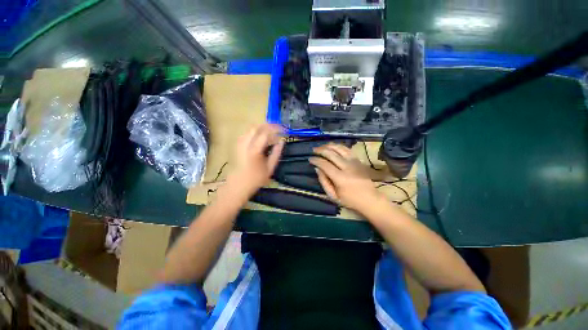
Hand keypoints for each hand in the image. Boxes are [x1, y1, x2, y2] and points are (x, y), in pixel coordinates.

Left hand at [227, 124, 284, 196]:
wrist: (238, 184)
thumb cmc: (256, 179)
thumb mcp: (270, 168)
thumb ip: (276, 153)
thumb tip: (282, 142)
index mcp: (255, 149)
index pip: (266, 133)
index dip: (276, 129)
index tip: (283, 131)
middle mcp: (245, 143)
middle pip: (257, 127)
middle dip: (269, 126)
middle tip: (278, 130)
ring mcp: (240, 143)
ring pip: (251, 129)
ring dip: (262, 129)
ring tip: (271, 135)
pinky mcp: (237, 145)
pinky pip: (247, 133)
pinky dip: (256, 133)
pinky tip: (261, 139)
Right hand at [310, 143, 380, 210]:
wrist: (370, 199)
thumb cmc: (349, 200)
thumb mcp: (333, 196)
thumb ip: (324, 182)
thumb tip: (317, 169)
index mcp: (340, 178)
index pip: (325, 165)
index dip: (316, 160)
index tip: (310, 159)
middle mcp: (347, 167)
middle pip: (332, 154)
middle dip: (321, 150)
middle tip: (314, 150)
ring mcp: (354, 162)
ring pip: (340, 149)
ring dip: (330, 146)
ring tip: (322, 146)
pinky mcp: (359, 161)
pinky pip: (348, 150)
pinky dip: (339, 146)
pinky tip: (334, 146)